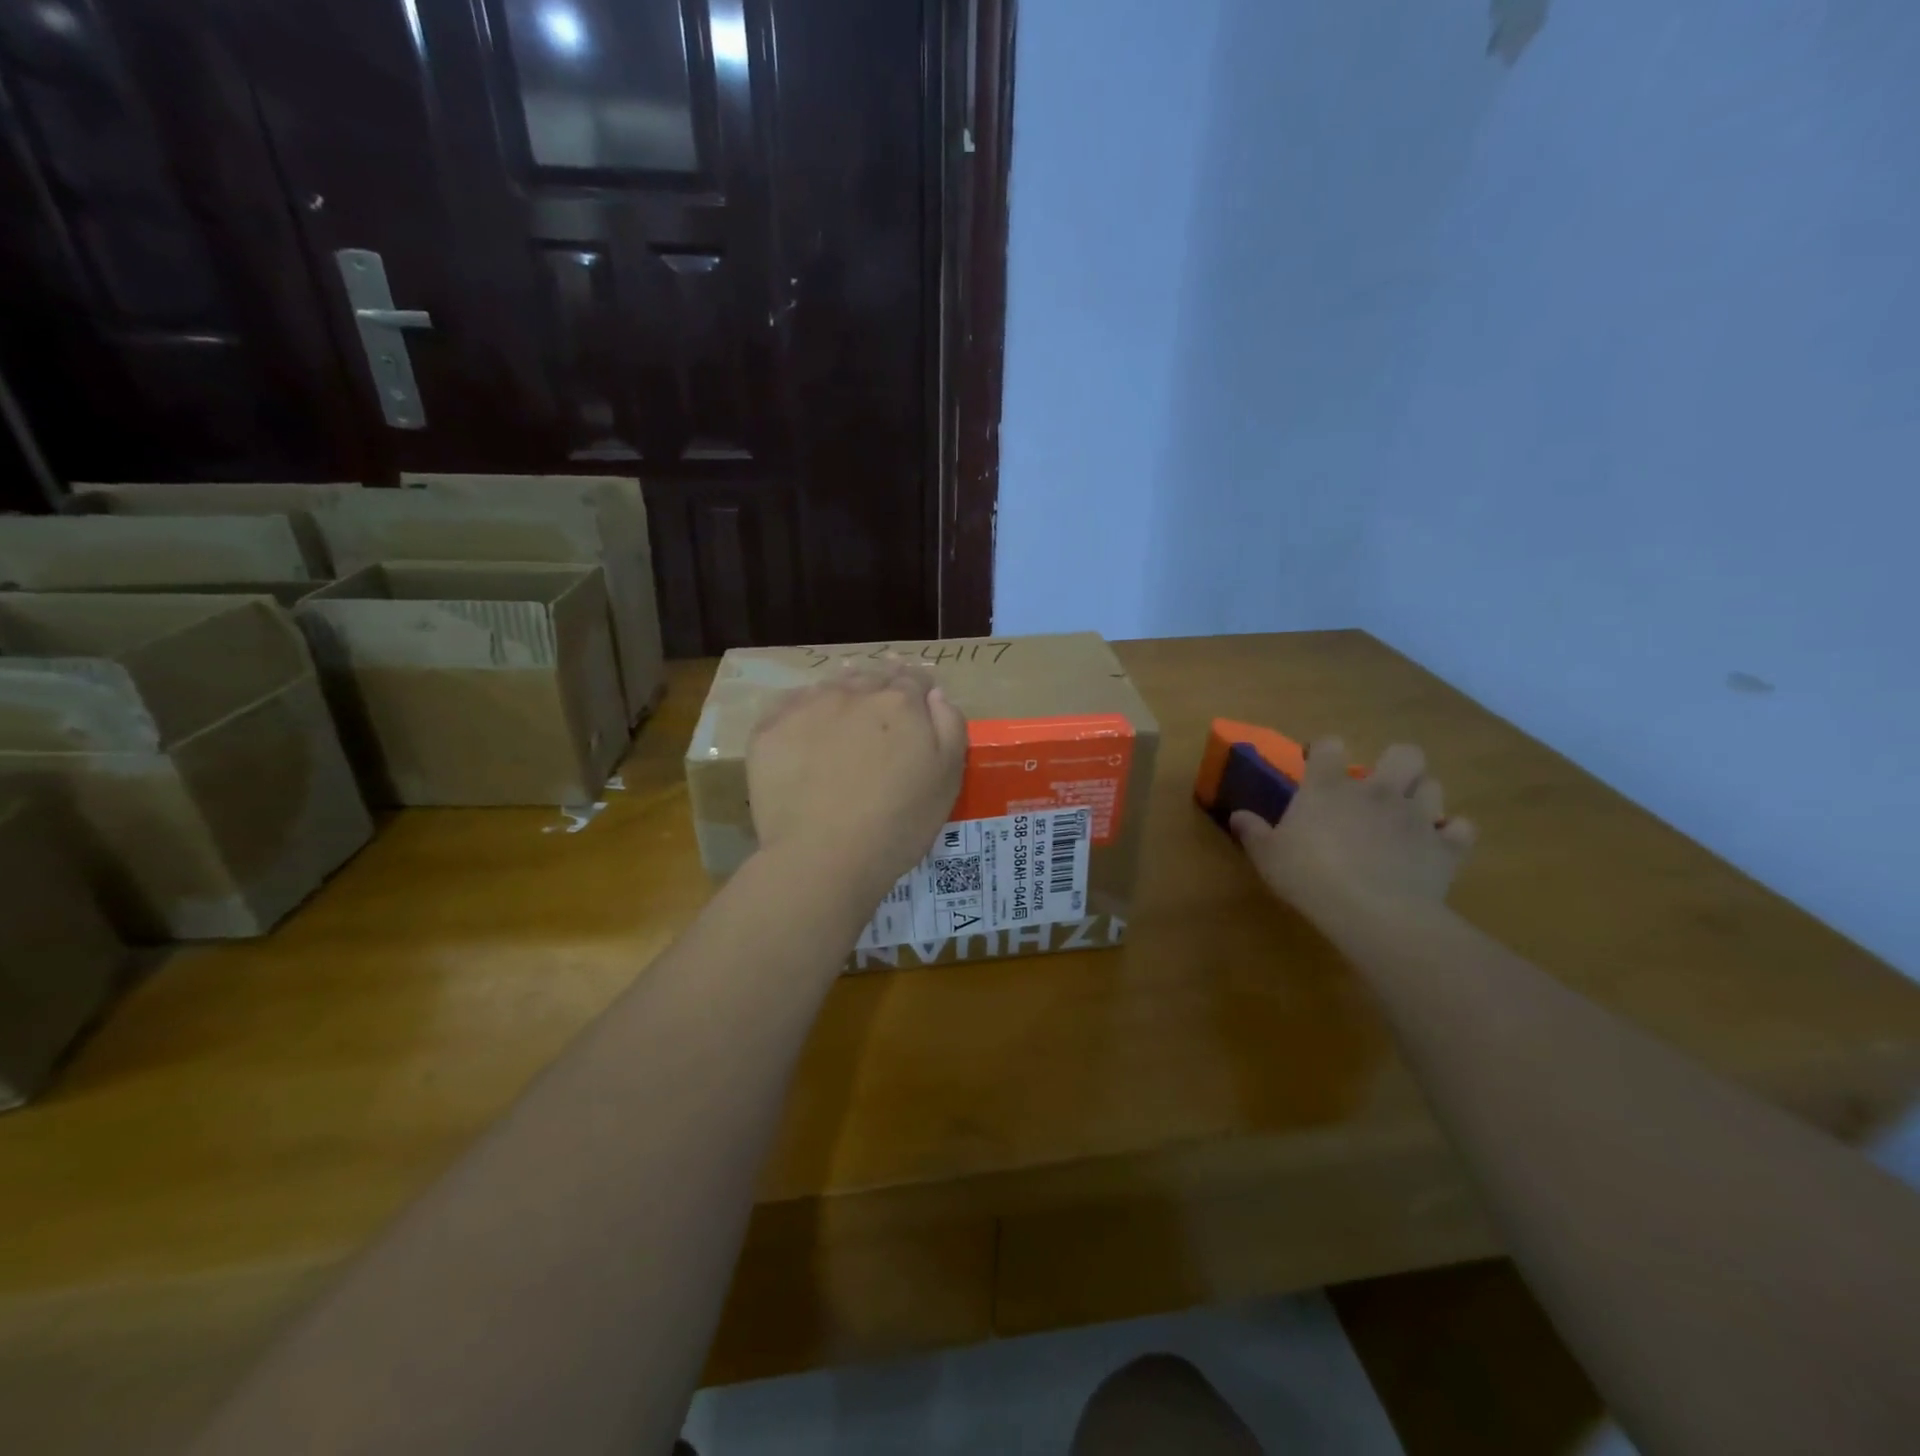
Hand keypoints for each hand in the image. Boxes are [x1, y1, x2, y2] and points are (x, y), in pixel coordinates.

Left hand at [747, 661, 966, 899]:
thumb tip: (934, 694)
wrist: (823, 857)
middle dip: (880, 688)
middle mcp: (853, 692)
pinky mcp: (770, 728)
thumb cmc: (897, 824)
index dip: (918, 689)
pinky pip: (790, 706)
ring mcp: (807, 707)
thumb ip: (949, 725)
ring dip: (842, 696)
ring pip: (830, 687)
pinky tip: (805, 734)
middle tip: (881, 712)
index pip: (914, 679)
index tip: (917, 702)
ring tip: (843, 719)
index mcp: (900, 702)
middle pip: (871, 677)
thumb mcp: (948, 778)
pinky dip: (802, 712)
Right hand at [1230, 740, 1476, 920]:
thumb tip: (1237, 815)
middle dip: (1396, 764)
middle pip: (1404, 752)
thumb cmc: (1310, 877)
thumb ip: (1253, 832)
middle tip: (1378, 788)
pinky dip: (1451, 835)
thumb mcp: (1268, 856)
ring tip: (1406, 818)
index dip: (1324, 751)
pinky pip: (1461, 829)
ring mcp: (1417, 816)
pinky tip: (1436, 846)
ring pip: (1433, 785)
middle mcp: (1378, 791)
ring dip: (1421, 797)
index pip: (1330, 745)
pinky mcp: (1446, 847)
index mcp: (1330, 787)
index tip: (1317, 765)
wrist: (1374, 912)